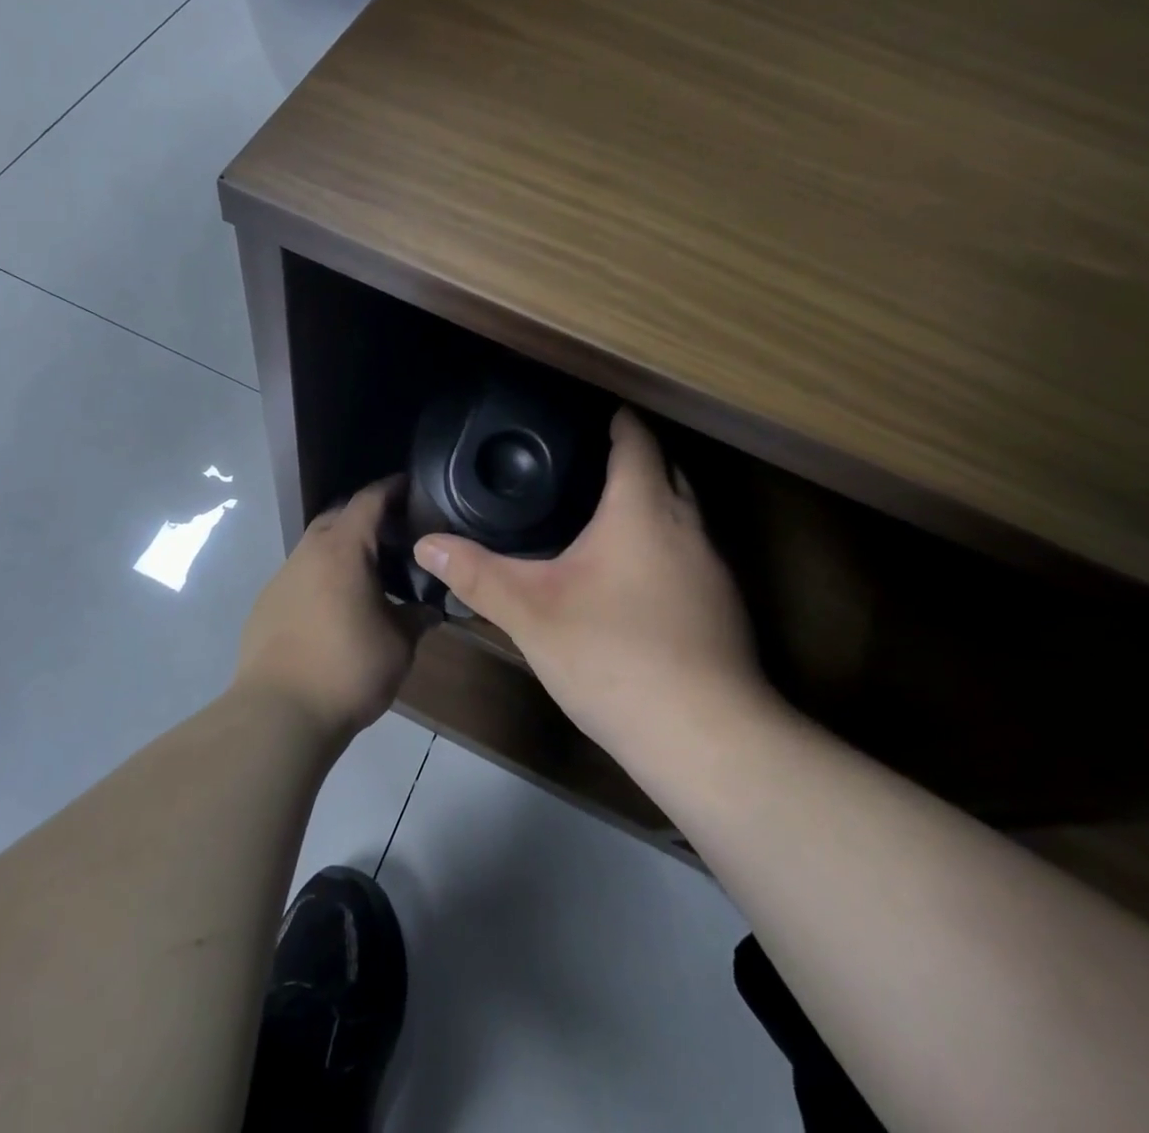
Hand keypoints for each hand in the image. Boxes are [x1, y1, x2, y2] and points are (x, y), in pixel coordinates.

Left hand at [237, 478, 415, 742]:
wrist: (279, 714)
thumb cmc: (348, 669)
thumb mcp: (399, 644)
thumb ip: (418, 617)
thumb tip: (433, 608)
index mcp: (342, 550)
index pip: (368, 501)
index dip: (391, 488)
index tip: (410, 485)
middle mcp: (308, 553)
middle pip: (337, 517)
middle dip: (363, 517)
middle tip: (393, 534)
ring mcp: (281, 577)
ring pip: (315, 547)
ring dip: (339, 549)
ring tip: (366, 573)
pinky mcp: (265, 604)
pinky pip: (299, 576)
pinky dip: (320, 577)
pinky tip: (334, 606)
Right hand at [413, 409, 770, 766]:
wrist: (704, 737)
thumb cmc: (614, 656)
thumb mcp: (531, 614)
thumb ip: (477, 575)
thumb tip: (425, 544)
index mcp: (644, 509)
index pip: (636, 439)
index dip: (616, 418)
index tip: (588, 410)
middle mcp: (688, 526)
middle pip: (667, 468)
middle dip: (633, 456)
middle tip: (583, 458)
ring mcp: (713, 567)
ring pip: (683, 512)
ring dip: (652, 499)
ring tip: (603, 508)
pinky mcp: (723, 605)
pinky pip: (690, 550)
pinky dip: (663, 541)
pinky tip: (633, 573)